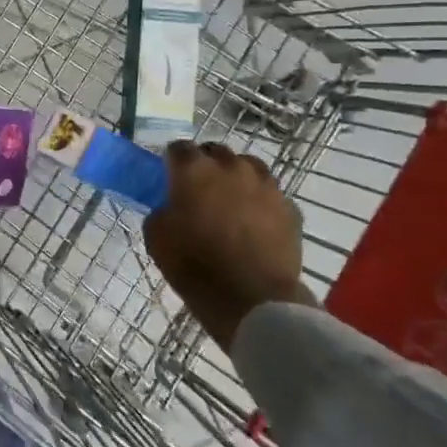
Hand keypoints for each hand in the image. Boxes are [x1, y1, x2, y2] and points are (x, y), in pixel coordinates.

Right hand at [143, 141, 313, 349]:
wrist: (253, 298)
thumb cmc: (195, 265)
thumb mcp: (156, 237)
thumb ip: (161, 211)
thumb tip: (171, 207)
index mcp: (194, 170)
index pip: (178, 148)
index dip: (171, 161)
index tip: (168, 177)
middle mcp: (231, 167)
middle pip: (215, 151)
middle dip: (205, 164)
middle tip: (198, 190)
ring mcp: (266, 185)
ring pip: (248, 167)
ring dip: (236, 177)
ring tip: (230, 201)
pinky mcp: (290, 207)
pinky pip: (270, 194)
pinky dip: (259, 201)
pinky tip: (254, 223)